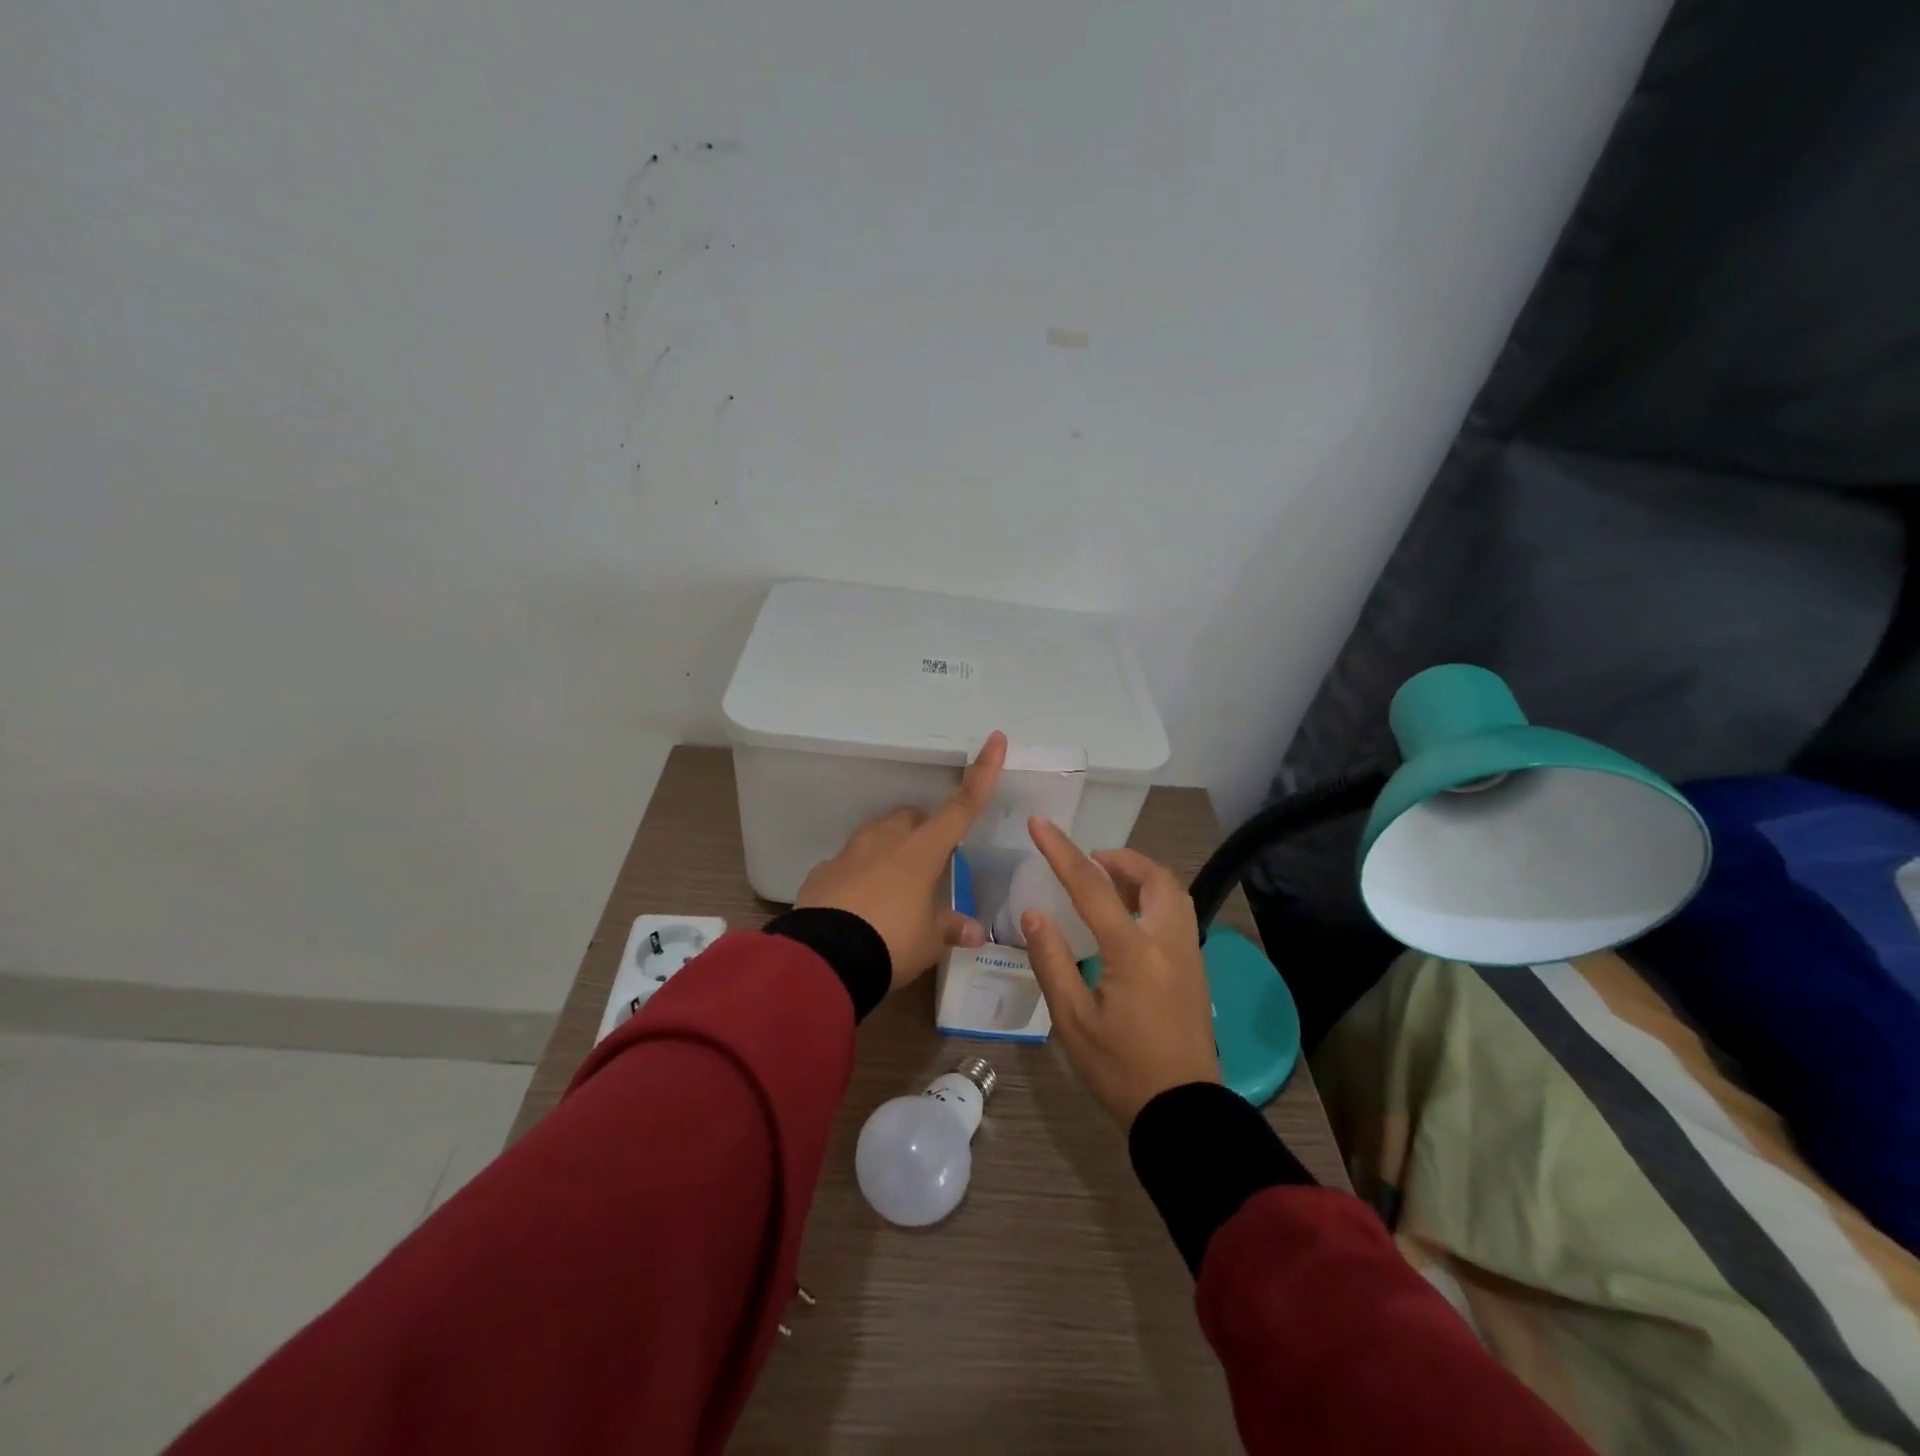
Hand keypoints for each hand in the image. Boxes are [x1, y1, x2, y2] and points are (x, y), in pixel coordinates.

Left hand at [794, 732, 1007, 990]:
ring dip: (891, 852)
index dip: (983, 773)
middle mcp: (886, 840)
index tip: (995, 739)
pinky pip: (849, 864)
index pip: (961, 806)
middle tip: (931, 867)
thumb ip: (950, 927)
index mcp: (922, 850)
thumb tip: (975, 931)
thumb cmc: (892, 942)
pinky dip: (859, 877)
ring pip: (878, 837)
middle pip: (912, 819)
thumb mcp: (929, 940)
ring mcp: (851, 852)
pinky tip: (860, 907)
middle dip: (924, 833)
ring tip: (895, 891)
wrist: (824, 958)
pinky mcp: (824, 871)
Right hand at [1021, 819, 1219, 1127]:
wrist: (1183, 1112)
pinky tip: (1129, 918)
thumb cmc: (1120, 1069)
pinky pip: (1178, 913)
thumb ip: (1052, 960)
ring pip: (1173, 892)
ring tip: (1108, 884)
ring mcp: (1188, 954)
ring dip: (1140, 876)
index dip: (1061, 851)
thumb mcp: (1072, 1021)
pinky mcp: (1195, 969)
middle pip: (1153, 877)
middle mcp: (1167, 941)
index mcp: (1133, 951)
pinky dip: (1154, 897)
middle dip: (1119, 858)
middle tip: (1089, 862)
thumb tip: (1034, 913)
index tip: (1040, 824)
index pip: (1091, 886)